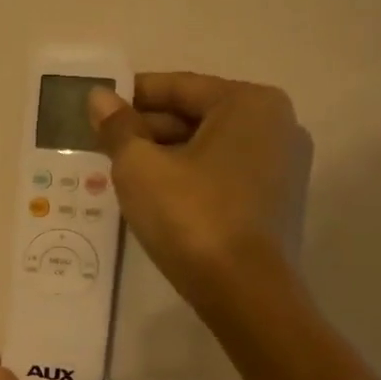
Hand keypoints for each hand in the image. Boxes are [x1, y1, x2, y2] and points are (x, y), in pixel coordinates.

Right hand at [89, 72, 312, 306]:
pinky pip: (224, 175)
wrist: (245, 293)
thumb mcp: (140, 167)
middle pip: (197, 116)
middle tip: (102, 145)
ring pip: (209, 148)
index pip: (179, 86)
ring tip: (121, 172)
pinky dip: (190, 178)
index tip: (97, 108)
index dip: (132, 96)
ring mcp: (283, 166)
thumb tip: (98, 98)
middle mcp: (277, 125)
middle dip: (148, 130)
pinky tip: (155, 196)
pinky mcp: (278, 202)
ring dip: (165, 156)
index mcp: (249, 103)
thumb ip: (118, 128)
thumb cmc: (191, 216)